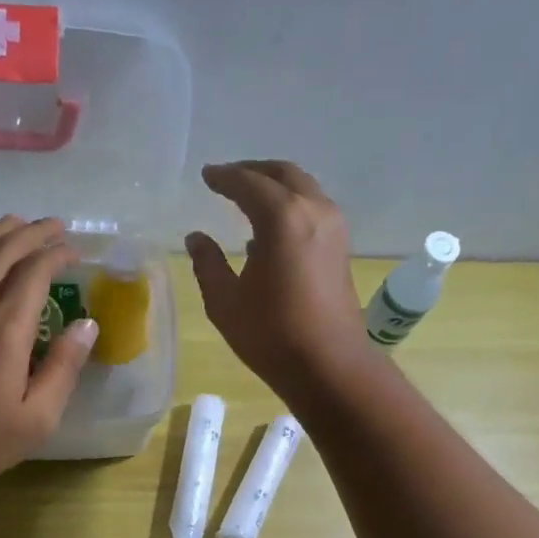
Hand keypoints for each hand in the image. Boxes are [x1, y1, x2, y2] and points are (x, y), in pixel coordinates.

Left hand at [0, 216, 95, 486]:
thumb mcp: (37, 417)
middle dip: (31, 232)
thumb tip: (87, 325)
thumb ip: (64, 368)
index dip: (56, 254)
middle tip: (54, 225)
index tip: (75, 251)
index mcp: (5, 331)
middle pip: (1, 252)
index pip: (33, 272)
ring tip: (16, 222)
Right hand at [187, 161, 372, 400]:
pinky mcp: (341, 249)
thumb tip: (196, 238)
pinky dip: (291, 206)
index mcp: (282, 218)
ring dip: (276, 186)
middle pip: (283, 174)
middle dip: (254, 171)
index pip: (248, 183)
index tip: (207, 176)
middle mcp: (313, 211)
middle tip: (228, 178)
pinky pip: (314, 209)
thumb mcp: (226, 302)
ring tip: (250, 198)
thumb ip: (208, 264)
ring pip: (304, 189)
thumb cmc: (272, 335)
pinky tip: (272, 230)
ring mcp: (334, 228)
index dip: (224, 177)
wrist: (330, 366)